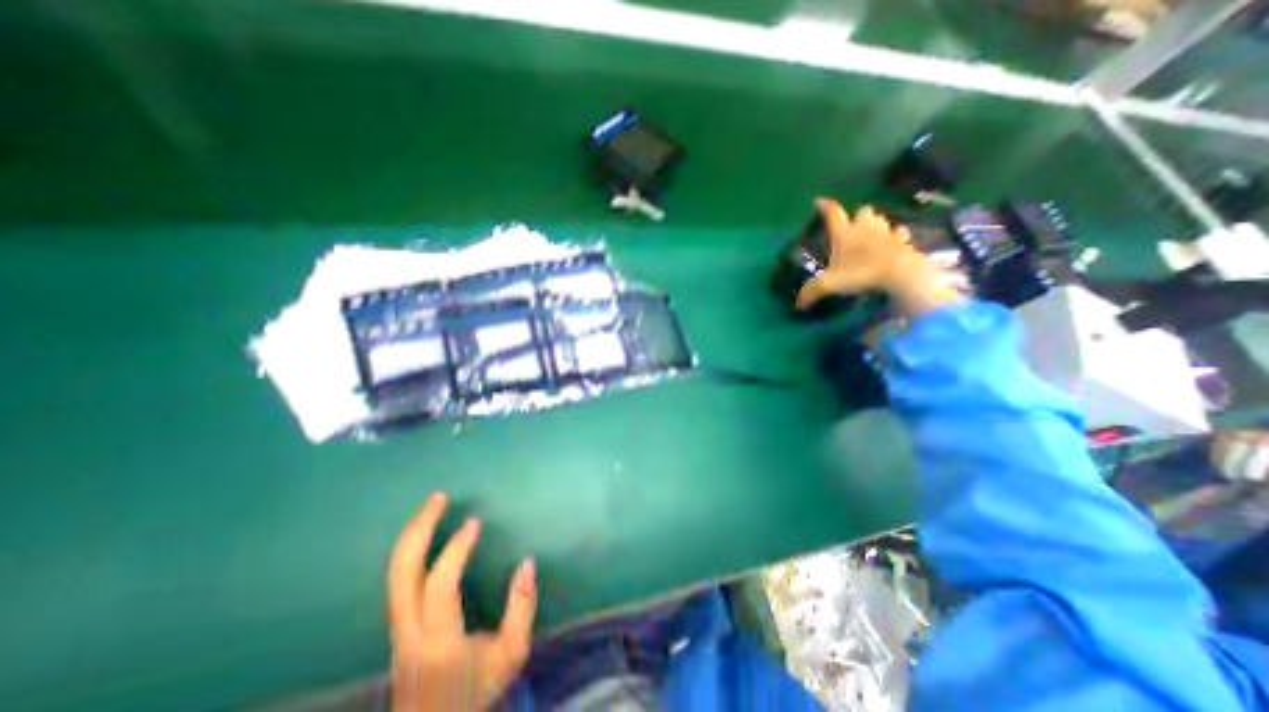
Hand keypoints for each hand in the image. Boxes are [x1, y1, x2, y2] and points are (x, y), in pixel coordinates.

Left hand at [392, 496, 540, 711]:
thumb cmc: (477, 690)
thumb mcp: (512, 655)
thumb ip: (522, 609)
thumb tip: (527, 563)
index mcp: (439, 641)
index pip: (440, 586)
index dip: (456, 550)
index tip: (474, 522)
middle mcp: (409, 632)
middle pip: (402, 574)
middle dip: (419, 529)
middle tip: (439, 497)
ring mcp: (397, 629)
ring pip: (394, 575)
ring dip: (412, 534)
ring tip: (432, 506)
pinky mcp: (397, 626)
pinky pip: (397, 579)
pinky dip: (409, 549)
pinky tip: (423, 533)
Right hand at [791, 195, 962, 314]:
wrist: (899, 274)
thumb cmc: (860, 272)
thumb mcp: (829, 284)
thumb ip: (811, 291)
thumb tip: (798, 304)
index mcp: (844, 233)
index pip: (833, 213)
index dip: (824, 206)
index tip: (818, 201)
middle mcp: (865, 228)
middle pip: (862, 211)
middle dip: (856, 215)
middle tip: (851, 225)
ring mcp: (886, 233)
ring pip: (881, 219)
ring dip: (875, 223)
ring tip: (870, 233)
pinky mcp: (903, 242)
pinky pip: (900, 233)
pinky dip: (896, 235)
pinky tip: (893, 242)